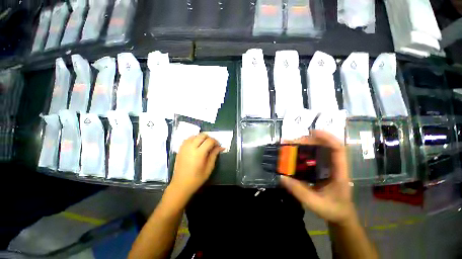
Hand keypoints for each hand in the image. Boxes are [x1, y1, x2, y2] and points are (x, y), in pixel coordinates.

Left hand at [170, 133, 222, 199]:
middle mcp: (191, 147)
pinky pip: (188, 139)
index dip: (216, 142)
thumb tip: (220, 147)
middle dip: (209, 138)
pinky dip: (194, 139)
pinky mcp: (180, 149)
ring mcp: (184, 147)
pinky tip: (196, 145)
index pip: (210, 141)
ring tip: (204, 145)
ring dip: (201, 138)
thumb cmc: (197, 178)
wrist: (181, 184)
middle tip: (212, 145)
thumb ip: (214, 155)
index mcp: (199, 153)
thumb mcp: (209, 168)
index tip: (218, 146)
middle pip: (202, 135)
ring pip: (195, 135)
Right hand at [280, 130, 355, 225]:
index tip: (312, 131)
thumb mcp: (316, 204)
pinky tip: (293, 154)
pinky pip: (312, 156)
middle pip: (325, 146)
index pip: (338, 149)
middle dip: (308, 140)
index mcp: (340, 172)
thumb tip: (282, 177)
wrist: (340, 215)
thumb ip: (299, 192)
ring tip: (290, 145)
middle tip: (292, 142)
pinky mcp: (321, 169)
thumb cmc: (333, 210)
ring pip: (318, 149)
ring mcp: (328, 166)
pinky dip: (302, 152)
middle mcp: (335, 165)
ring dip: (304, 145)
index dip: (327, 137)